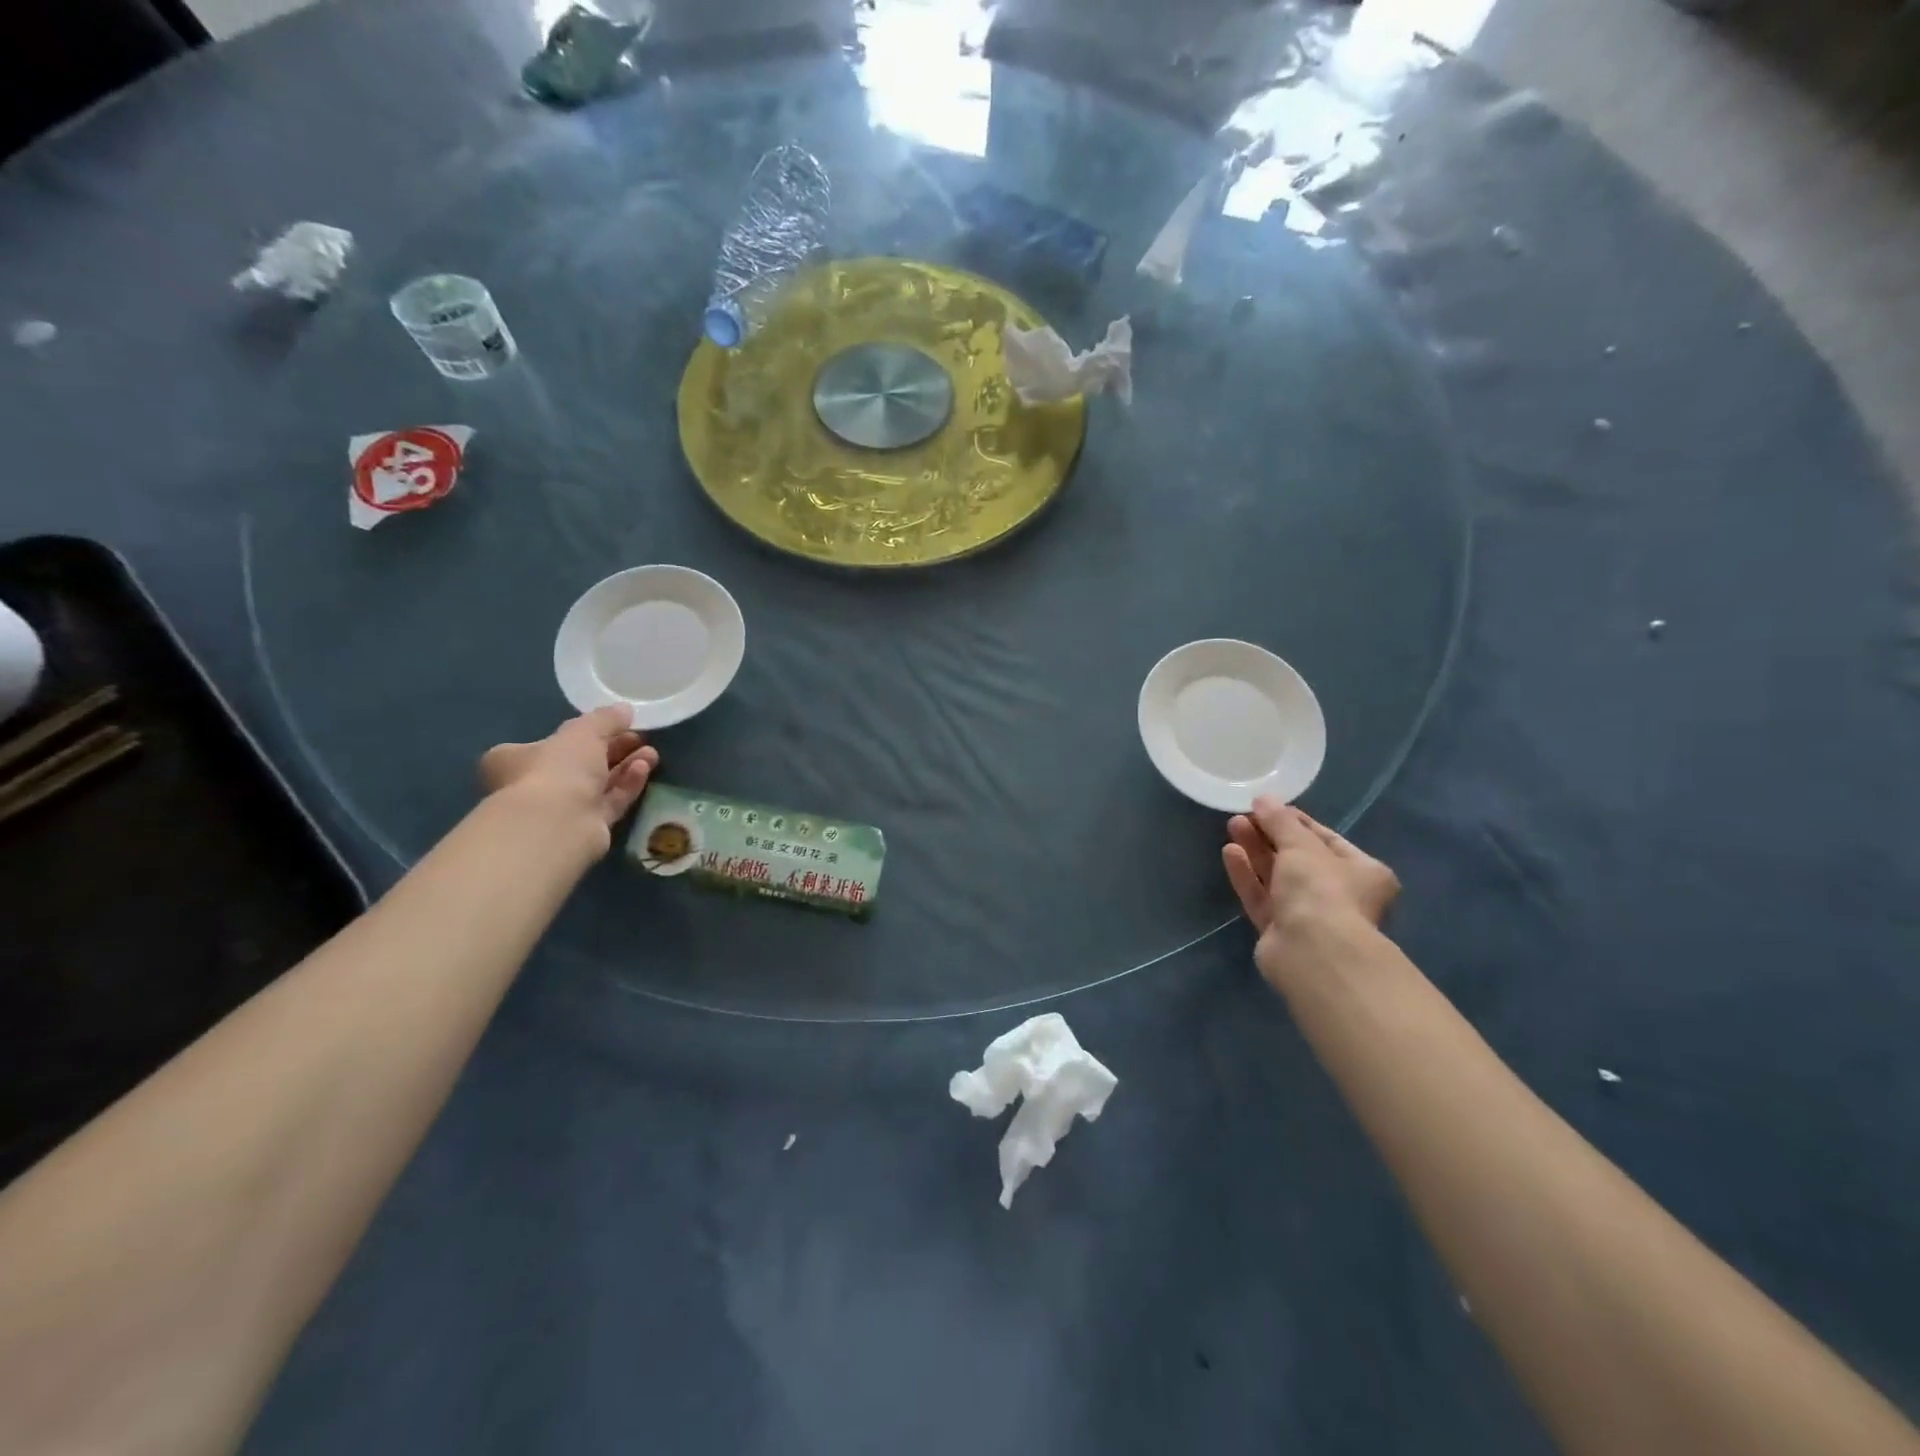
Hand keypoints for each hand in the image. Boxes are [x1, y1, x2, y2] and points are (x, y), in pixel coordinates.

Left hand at [478, 707, 658, 854]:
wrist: (558, 823)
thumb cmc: (557, 768)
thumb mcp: (583, 731)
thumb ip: (605, 719)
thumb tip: (624, 709)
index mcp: (515, 759)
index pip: (549, 743)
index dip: (583, 733)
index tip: (614, 726)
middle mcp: (534, 785)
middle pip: (580, 763)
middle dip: (614, 748)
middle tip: (640, 738)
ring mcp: (560, 809)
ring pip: (598, 783)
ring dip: (625, 766)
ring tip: (652, 753)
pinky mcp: (585, 827)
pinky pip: (609, 801)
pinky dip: (627, 785)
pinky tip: (645, 769)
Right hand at [1222, 797, 1399, 986]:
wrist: (1313, 952)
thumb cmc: (1322, 890)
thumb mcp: (1302, 845)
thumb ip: (1280, 821)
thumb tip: (1263, 799)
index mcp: (1363, 872)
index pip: (1326, 839)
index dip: (1295, 820)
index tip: (1267, 806)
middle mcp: (1340, 895)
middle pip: (1299, 858)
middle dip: (1270, 835)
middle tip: (1243, 815)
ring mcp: (1309, 916)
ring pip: (1277, 878)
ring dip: (1256, 852)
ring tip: (1232, 826)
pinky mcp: (1280, 932)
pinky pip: (1261, 897)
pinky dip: (1247, 875)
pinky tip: (1229, 853)